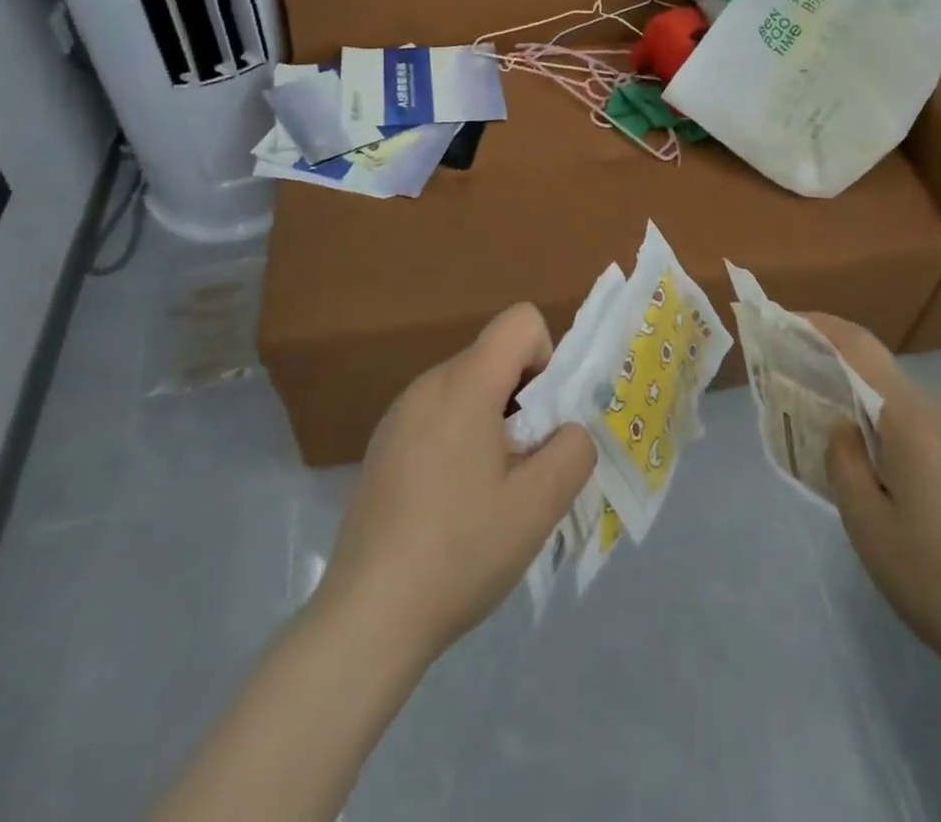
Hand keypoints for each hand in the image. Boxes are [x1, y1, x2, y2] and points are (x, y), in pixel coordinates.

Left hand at [314, 304, 595, 667]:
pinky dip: (461, 440)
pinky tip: (452, 505)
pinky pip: (440, 416)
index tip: (542, 421)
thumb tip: (569, 431)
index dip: (547, 359)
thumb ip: (574, 450)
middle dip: (524, 399)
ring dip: (494, 423)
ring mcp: (399, 415)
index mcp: (464, 384)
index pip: (520, 321)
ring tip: (489, 492)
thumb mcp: (540, 504)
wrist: (366, 619)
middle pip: (495, 357)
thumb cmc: (460, 552)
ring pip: (469, 389)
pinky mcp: (383, 446)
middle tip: (524, 466)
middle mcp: (427, 385)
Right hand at [813, 315, 940, 686]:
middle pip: (883, 380)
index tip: (786, 320)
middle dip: (841, 381)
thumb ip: (843, 460)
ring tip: (847, 457)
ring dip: (872, 419)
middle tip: (805, 405)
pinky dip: (902, 443)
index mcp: (911, 418)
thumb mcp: (866, 523)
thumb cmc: (936, 577)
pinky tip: (899, 492)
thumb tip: (844, 427)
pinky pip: (933, 438)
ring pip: (908, 413)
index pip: (860, 348)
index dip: (821, 326)